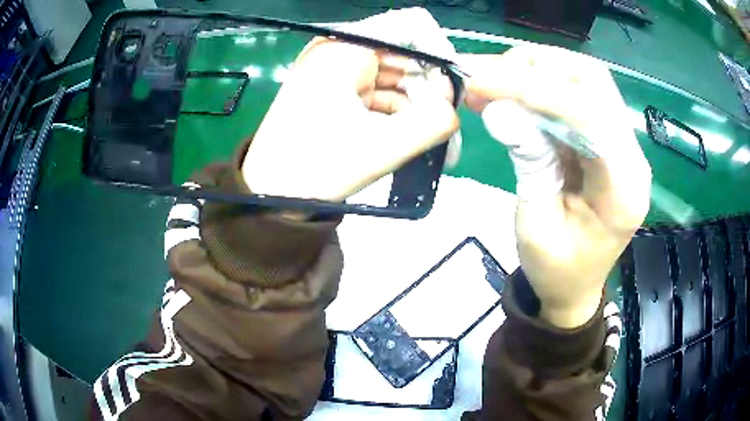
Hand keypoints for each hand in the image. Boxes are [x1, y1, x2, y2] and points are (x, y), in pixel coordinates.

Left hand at [242, 9, 458, 201]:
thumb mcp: (382, 147)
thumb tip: (453, 107)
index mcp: (344, 49)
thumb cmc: (316, 169)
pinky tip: (408, 137)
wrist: (270, 195)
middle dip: (429, 89)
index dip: (438, 52)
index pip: (409, 26)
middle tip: (444, 129)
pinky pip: (376, 91)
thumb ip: (433, 123)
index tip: (450, 91)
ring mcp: (334, 70)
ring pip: (393, 75)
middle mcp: (338, 50)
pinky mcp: (333, 90)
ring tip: (431, 142)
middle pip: (403, 53)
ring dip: (415, 105)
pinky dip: (396, 112)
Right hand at [460, 45, 651, 327]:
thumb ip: (528, 163)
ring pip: (584, 77)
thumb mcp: (535, 225)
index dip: (533, 89)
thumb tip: (499, 108)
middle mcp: (631, 155)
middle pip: (592, 80)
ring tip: (495, 80)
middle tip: (488, 76)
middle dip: (536, 66)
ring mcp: (622, 141)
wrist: (577, 285)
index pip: (587, 114)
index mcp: (623, 188)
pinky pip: (576, 92)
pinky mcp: (607, 136)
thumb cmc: (557, 269)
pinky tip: (511, 90)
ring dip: (536, 69)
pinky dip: (540, 82)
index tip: (480, 81)